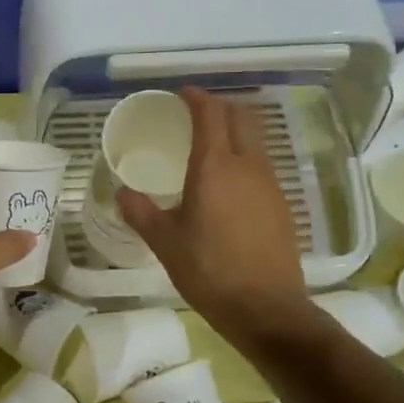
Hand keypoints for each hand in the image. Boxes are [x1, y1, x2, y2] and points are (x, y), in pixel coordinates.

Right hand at [117, 87, 306, 341]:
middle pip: (240, 117)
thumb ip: (141, 212)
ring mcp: (270, 183)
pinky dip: (244, 156)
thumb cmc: (209, 271)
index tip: (181, 94)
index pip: (210, 114)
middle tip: (195, 114)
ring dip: (235, 130)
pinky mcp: (281, 203)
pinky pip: (262, 164)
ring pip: (255, 139)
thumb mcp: (164, 242)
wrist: (267, 309)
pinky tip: (229, 183)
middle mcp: (247, 165)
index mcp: (215, 166)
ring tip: (210, 144)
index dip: (196, 97)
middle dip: (219, 106)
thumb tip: (122, 192)